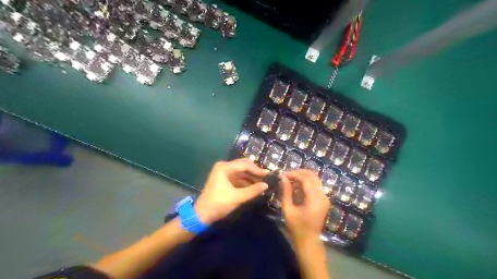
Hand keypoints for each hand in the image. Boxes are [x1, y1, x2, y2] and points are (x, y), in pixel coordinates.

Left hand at [195, 159, 269, 223]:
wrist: (202, 215)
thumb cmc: (219, 203)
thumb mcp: (237, 197)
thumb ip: (253, 190)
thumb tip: (266, 185)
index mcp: (224, 167)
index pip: (245, 164)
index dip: (257, 169)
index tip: (268, 175)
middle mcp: (224, 167)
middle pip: (243, 166)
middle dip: (254, 171)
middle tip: (266, 177)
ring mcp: (224, 173)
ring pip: (241, 172)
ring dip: (251, 177)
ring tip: (262, 183)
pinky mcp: (224, 180)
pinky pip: (238, 178)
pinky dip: (246, 181)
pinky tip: (254, 187)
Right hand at [283, 170, 329, 241]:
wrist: (309, 240)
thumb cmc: (297, 227)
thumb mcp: (288, 209)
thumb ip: (286, 191)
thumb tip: (283, 177)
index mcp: (314, 200)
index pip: (306, 179)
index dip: (294, 174)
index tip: (283, 174)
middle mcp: (322, 196)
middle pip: (313, 176)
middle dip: (299, 172)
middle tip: (287, 174)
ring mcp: (325, 198)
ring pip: (315, 179)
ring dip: (303, 176)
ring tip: (291, 179)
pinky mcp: (324, 200)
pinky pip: (316, 185)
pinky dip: (307, 182)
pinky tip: (297, 186)